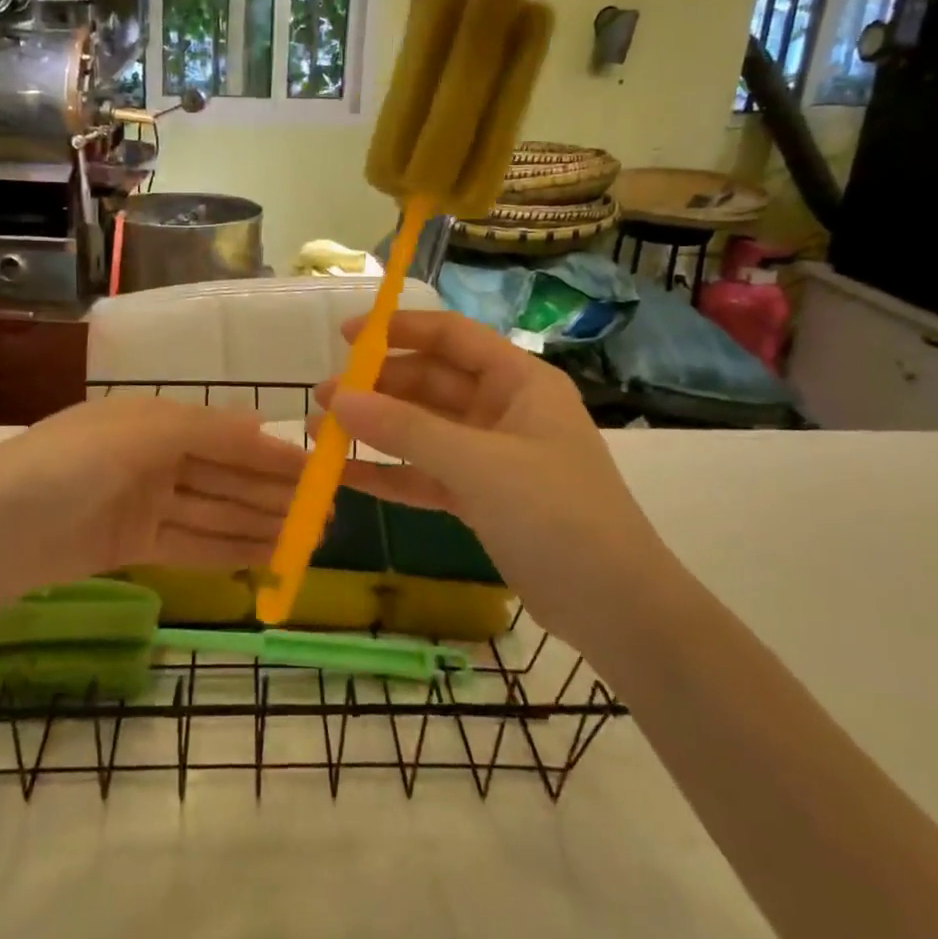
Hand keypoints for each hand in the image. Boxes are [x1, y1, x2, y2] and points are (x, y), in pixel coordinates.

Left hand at [0, 396, 308, 612]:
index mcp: (153, 419)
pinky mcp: (127, 545)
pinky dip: (224, 550)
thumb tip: (263, 424)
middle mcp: (151, 456)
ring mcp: (140, 503)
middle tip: (326, 517)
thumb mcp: (136, 434)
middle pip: (224, 476)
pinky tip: (263, 558)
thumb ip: (204, 431)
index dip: (272, 455)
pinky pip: (188, 544)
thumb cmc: (61, 468)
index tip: (321, 472)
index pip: (227, 436)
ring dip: (258, 525)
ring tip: (306, 542)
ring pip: (213, 513)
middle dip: (273, 495)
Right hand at [314, 311, 661, 638]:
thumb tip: (337, 399)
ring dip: (377, 431)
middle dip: (378, 388)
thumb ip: (405, 430)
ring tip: (321, 433)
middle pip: (431, 383)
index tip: (346, 336)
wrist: (616, 608)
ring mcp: (492, 456)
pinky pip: (427, 475)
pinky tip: (346, 477)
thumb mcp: (478, 464)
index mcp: (519, 381)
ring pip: (424, 431)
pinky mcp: (482, 498)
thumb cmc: (555, 514)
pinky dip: (391, 474)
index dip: (399, 330)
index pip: (451, 336)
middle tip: (324, 398)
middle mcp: (505, 409)